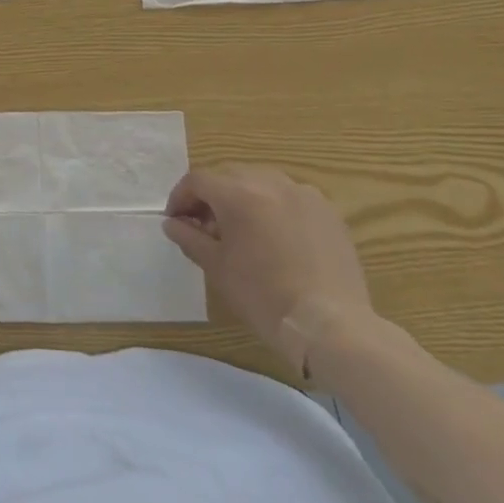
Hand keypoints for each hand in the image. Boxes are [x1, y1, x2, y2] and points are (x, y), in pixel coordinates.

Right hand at [163, 167, 375, 374]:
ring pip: (261, 183)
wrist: (331, 326)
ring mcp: (304, 194)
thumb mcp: (217, 268)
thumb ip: (190, 238)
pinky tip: (276, 238)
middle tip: (205, 227)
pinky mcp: (328, 211)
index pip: (197, 180)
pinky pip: (291, 198)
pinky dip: (275, 208)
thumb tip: (173, 223)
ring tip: (242, 231)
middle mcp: (270, 182)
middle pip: (229, 176)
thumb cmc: (264, 296)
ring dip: (243, 199)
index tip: (176, 221)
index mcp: (238, 194)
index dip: (181, 197)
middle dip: (212, 197)